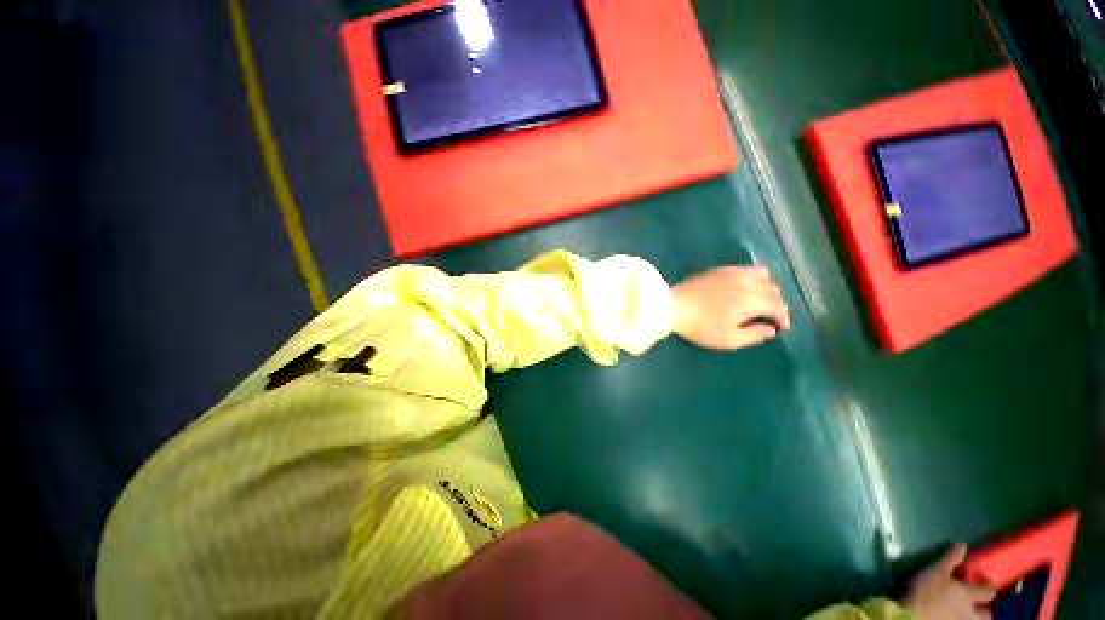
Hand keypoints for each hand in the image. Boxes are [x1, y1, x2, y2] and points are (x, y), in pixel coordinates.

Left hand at [671, 266, 789, 350]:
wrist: (672, 306)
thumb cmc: (700, 326)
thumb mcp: (728, 339)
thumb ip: (754, 335)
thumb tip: (771, 330)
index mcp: (751, 300)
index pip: (778, 306)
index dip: (783, 317)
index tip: (781, 327)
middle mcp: (746, 282)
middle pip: (773, 289)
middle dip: (776, 304)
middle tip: (770, 316)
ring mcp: (733, 272)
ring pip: (763, 275)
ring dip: (767, 288)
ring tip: (760, 301)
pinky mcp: (720, 269)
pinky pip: (746, 268)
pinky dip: (754, 277)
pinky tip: (746, 287)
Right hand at [902, 544, 995, 619]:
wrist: (914, 615)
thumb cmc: (927, 590)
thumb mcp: (936, 570)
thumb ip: (950, 559)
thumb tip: (963, 544)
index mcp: (968, 595)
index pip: (987, 591)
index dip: (989, 586)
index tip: (988, 580)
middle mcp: (970, 611)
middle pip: (987, 615)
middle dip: (986, 610)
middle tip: (982, 605)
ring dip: (975, 617)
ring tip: (969, 613)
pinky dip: (960, 619)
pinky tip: (953, 616)